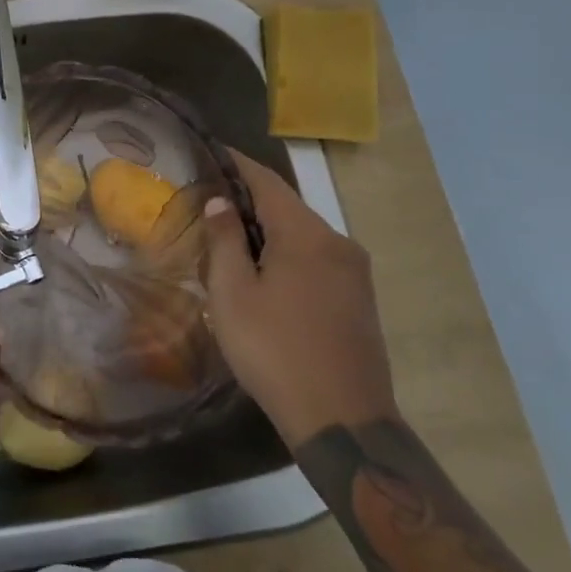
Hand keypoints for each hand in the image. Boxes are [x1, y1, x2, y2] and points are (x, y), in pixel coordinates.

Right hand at [203, 149, 398, 445]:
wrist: (343, 421)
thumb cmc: (275, 351)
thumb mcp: (233, 295)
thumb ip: (225, 241)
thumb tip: (221, 202)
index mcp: (307, 235)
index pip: (267, 181)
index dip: (238, 164)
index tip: (213, 150)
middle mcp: (338, 243)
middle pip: (287, 207)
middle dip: (249, 200)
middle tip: (210, 202)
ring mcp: (355, 272)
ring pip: (303, 235)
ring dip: (268, 231)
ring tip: (230, 239)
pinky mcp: (360, 299)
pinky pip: (318, 259)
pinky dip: (288, 253)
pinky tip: (265, 273)